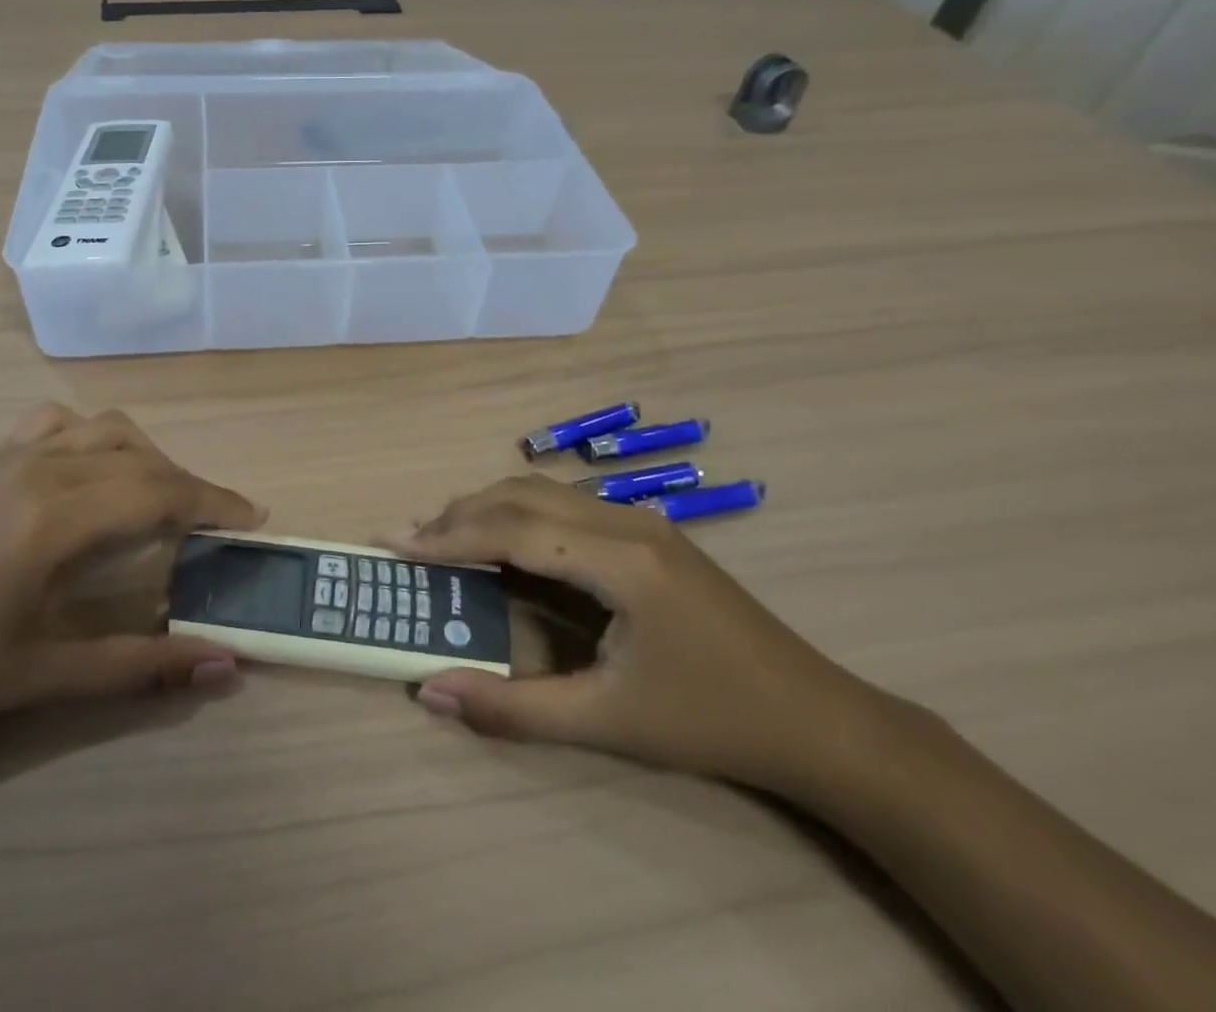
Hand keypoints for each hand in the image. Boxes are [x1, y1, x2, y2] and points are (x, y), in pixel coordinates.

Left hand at [0, 403, 262, 732]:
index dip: (213, 502)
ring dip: (149, 457)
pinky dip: (96, 436)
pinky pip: (61, 422)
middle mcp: (43, 470)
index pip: (159, 492)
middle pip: (143, 460)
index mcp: (57, 519)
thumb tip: (223, 666)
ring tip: (162, 500)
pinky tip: (96, 469)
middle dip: (191, 486)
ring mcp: (15, 456)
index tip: (253, 519)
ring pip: (108, 429)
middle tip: (218, 524)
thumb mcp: (48, 675)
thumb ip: (141, 667)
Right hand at [386, 476, 876, 793]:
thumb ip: (512, 707)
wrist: (819, 721)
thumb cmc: (711, 721)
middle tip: (407, 539)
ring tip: (441, 537)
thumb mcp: (608, 723)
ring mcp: (642, 520)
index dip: (449, 537)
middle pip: (522, 496)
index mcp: (621, 559)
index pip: (513, 530)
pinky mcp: (648, 532)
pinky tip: (501, 543)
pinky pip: (565, 506)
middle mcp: (627, 521)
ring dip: (487, 508)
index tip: (396, 545)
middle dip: (458, 515)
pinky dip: (519, 515)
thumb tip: (429, 691)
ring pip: (543, 492)